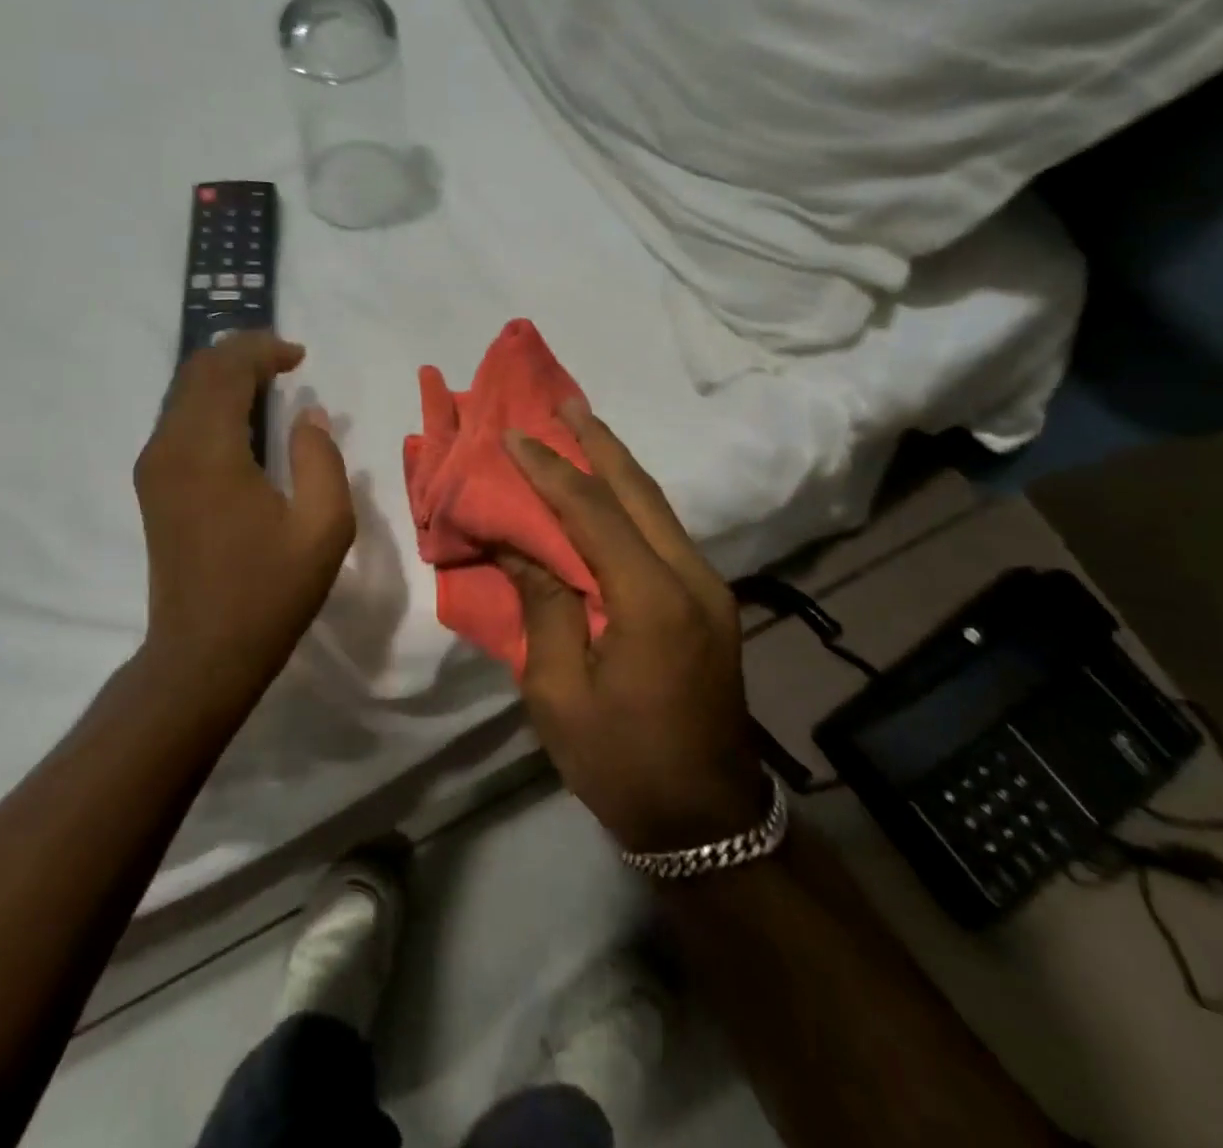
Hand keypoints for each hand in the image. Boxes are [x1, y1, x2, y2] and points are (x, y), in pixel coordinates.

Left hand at [134, 332, 355, 688]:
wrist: (202, 654)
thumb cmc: (269, 592)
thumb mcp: (323, 527)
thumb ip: (320, 459)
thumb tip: (308, 415)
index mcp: (209, 451)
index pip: (226, 369)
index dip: (263, 349)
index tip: (300, 356)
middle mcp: (170, 448)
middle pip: (196, 372)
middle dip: (240, 354)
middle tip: (285, 360)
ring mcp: (154, 468)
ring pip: (183, 394)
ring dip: (224, 377)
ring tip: (269, 382)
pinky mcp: (153, 487)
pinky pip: (179, 421)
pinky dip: (210, 403)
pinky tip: (243, 421)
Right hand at [501, 399, 772, 853]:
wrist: (707, 822)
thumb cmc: (622, 763)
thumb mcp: (558, 692)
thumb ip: (542, 605)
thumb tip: (521, 545)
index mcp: (652, 601)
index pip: (592, 512)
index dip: (549, 470)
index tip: (513, 435)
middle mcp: (691, 578)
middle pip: (639, 491)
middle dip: (598, 442)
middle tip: (562, 401)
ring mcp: (709, 588)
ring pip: (657, 506)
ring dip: (617, 465)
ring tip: (581, 427)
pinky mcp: (709, 601)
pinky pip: (664, 532)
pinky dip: (631, 500)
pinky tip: (608, 489)